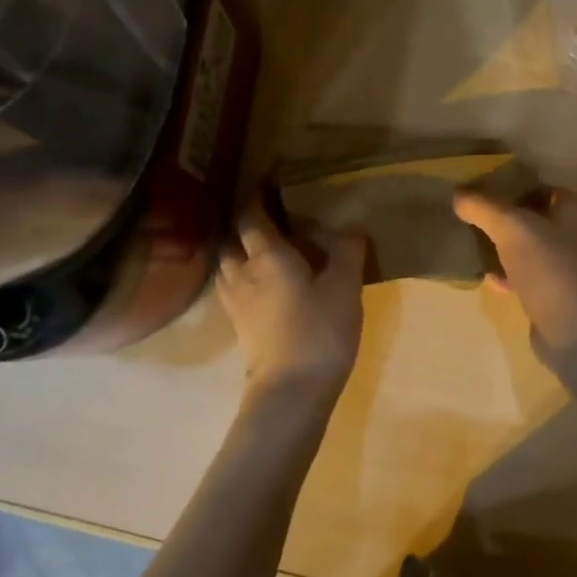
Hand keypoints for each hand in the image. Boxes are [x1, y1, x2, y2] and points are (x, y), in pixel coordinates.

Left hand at [217, 201, 365, 413]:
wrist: (291, 391)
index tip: (267, 185)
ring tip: (259, 253)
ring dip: (237, 255)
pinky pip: (232, 292)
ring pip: (226, 268)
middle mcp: (243, 274)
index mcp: (267, 256)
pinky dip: (241, 281)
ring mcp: (236, 304)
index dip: (256, 199)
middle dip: (242, 229)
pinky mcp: (239, 328)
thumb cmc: (319, 330)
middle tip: (264, 223)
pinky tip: (260, 289)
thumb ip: (347, 252)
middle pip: (230, 242)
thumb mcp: (345, 286)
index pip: (251, 217)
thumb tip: (350, 227)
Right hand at [452, 184, 576, 354]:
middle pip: (533, 219)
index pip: (538, 188)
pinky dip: (509, 276)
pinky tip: (488, 279)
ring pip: (530, 249)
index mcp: (575, 209)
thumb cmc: (550, 268)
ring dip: (504, 249)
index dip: (509, 188)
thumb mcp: (511, 228)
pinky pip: (529, 277)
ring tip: (473, 248)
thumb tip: (458, 194)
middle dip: (503, 221)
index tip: (477, 195)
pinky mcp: (559, 296)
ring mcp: (570, 267)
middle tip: (470, 221)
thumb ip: (483, 207)